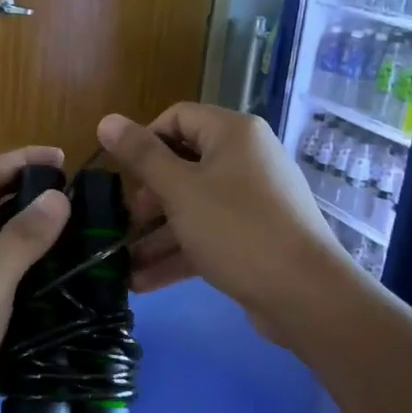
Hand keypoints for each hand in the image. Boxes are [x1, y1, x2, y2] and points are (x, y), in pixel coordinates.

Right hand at [97, 105, 356, 326]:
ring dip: (156, 234)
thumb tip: (106, 120)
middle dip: (147, 197)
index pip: (177, 118)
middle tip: (125, 224)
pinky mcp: (253, 235)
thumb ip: (141, 155)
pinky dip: (179, 252)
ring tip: (122, 263)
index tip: (121, 174)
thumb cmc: (236, 228)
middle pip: (182, 164)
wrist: (305, 294)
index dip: (144, 141)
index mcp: (232, 133)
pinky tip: (143, 281)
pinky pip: (208, 233)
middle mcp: (245, 159)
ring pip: (192, 205)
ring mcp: (252, 199)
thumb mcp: (179, 190)